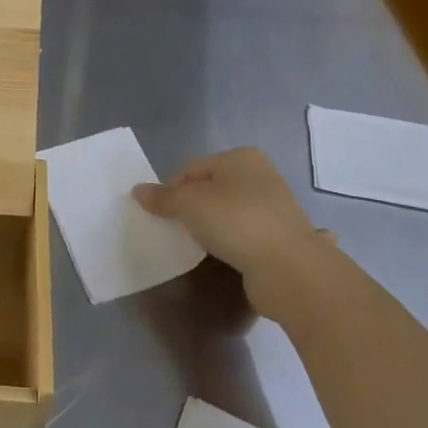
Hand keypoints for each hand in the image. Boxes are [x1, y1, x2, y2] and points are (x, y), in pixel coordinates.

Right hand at [133, 148, 334, 326]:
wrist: (289, 268)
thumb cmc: (236, 222)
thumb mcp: (189, 204)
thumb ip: (162, 197)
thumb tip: (138, 191)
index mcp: (241, 158)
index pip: (191, 169)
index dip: (171, 190)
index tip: (163, 215)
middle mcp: (261, 176)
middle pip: (210, 189)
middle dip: (192, 207)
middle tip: (178, 229)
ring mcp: (275, 207)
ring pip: (228, 212)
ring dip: (213, 226)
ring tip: (201, 245)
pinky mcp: (281, 236)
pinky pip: (245, 234)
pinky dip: (233, 241)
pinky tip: (227, 254)